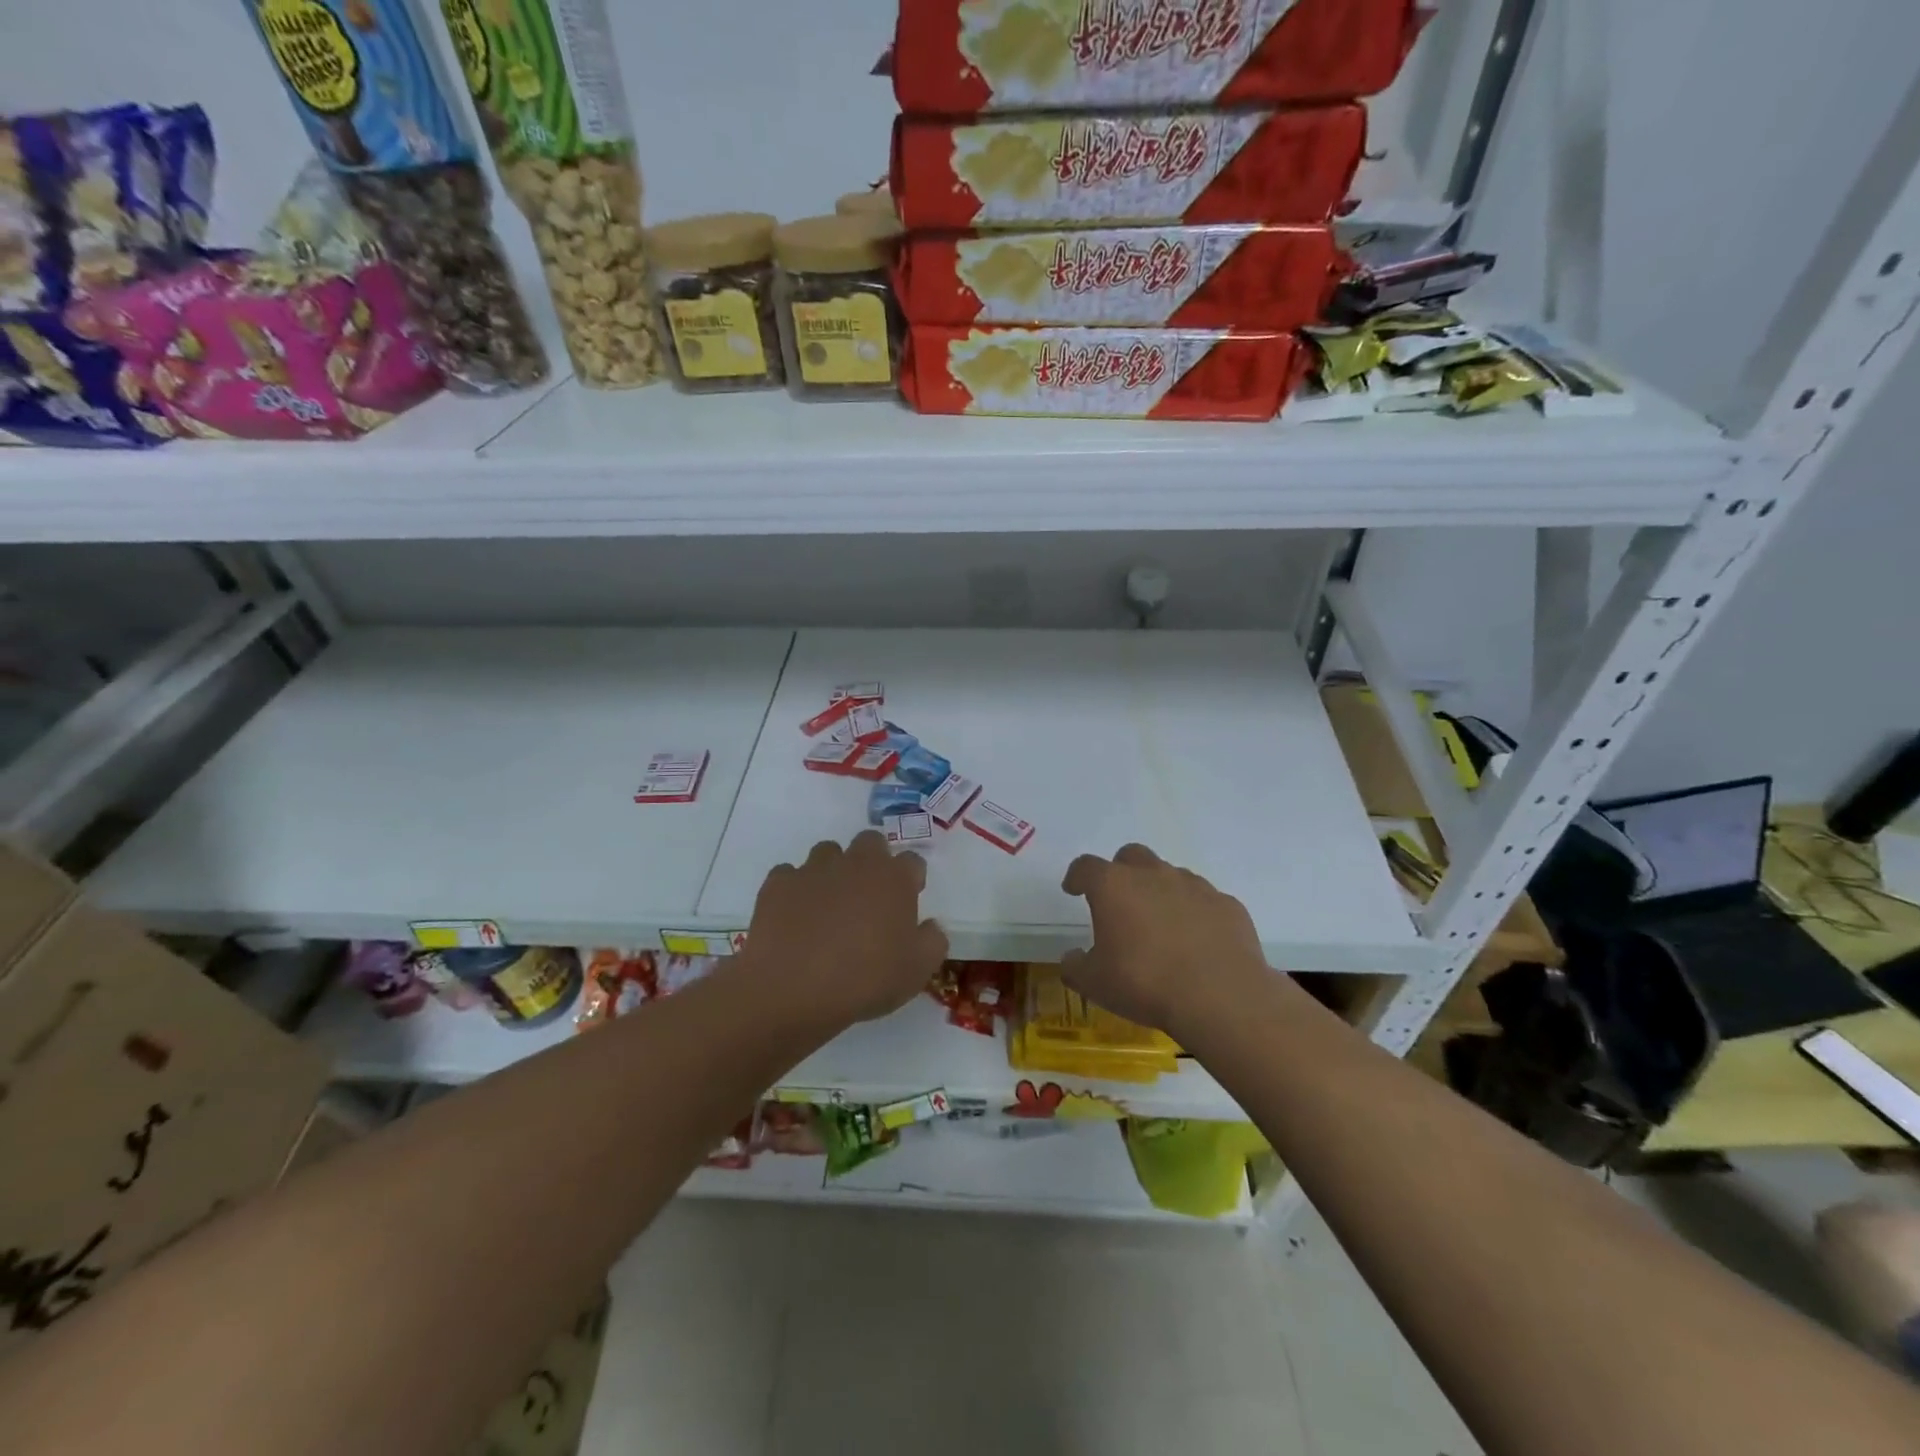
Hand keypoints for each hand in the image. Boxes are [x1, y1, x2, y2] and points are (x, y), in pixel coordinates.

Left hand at [741, 831, 947, 1026]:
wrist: (792, 988)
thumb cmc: (865, 978)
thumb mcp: (917, 971)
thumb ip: (932, 941)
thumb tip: (929, 926)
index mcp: (894, 878)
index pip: (912, 861)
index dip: (911, 880)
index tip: (907, 903)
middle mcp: (855, 862)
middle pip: (870, 842)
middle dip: (873, 862)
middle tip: (869, 898)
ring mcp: (813, 869)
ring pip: (828, 853)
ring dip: (833, 872)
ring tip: (829, 907)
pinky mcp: (778, 883)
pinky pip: (790, 875)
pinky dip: (795, 890)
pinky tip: (794, 918)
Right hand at [1059, 843, 1269, 1040]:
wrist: (1221, 998)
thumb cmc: (1145, 983)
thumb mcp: (1095, 983)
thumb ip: (1075, 967)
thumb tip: (1071, 957)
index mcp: (1114, 886)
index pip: (1086, 866)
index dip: (1077, 876)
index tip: (1073, 889)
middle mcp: (1153, 875)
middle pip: (1132, 856)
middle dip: (1121, 872)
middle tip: (1119, 902)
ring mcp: (1195, 886)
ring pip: (1171, 875)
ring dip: (1160, 891)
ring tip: (1160, 925)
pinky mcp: (1227, 905)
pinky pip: (1204, 900)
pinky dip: (1195, 913)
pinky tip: (1197, 941)